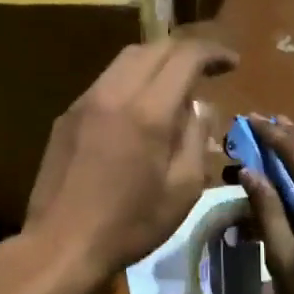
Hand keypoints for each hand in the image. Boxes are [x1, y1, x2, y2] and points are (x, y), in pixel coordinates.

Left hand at [24, 39, 238, 286]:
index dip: (213, 53)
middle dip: (184, 51)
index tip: (232, 63)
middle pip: (153, 48)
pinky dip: (130, 82)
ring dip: (155, 63)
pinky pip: (104, 83)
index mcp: (147, 111)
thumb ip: (195, 138)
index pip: (184, 57)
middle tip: (207, 70)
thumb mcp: (182, 189)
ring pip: (124, 61)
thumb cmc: (130, 224)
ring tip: (175, 86)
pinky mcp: (66, 116)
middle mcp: (113, 93)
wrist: (61, 244)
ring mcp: (84, 102)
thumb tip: (199, 106)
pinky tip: (138, 110)